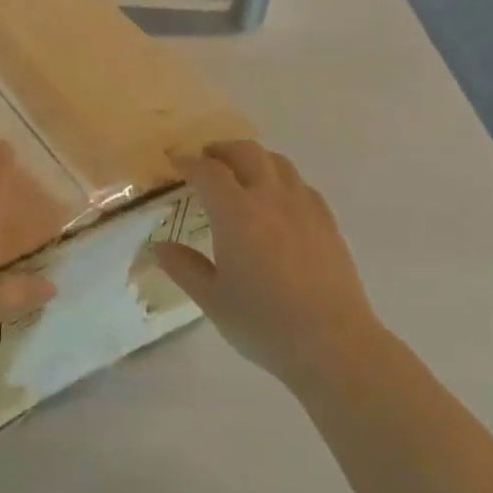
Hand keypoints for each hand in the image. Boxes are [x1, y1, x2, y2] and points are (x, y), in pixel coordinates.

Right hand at [152, 141, 377, 388]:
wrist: (332, 342)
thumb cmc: (264, 323)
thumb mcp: (212, 300)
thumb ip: (184, 268)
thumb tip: (160, 247)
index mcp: (236, 213)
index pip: (208, 172)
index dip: (188, 162)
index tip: (175, 161)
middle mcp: (270, 198)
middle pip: (246, 152)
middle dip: (222, 150)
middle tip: (206, 161)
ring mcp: (304, 206)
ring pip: (277, 162)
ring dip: (253, 159)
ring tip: (241, 175)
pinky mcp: (327, 221)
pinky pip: (300, 184)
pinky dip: (281, 180)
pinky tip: (278, 202)